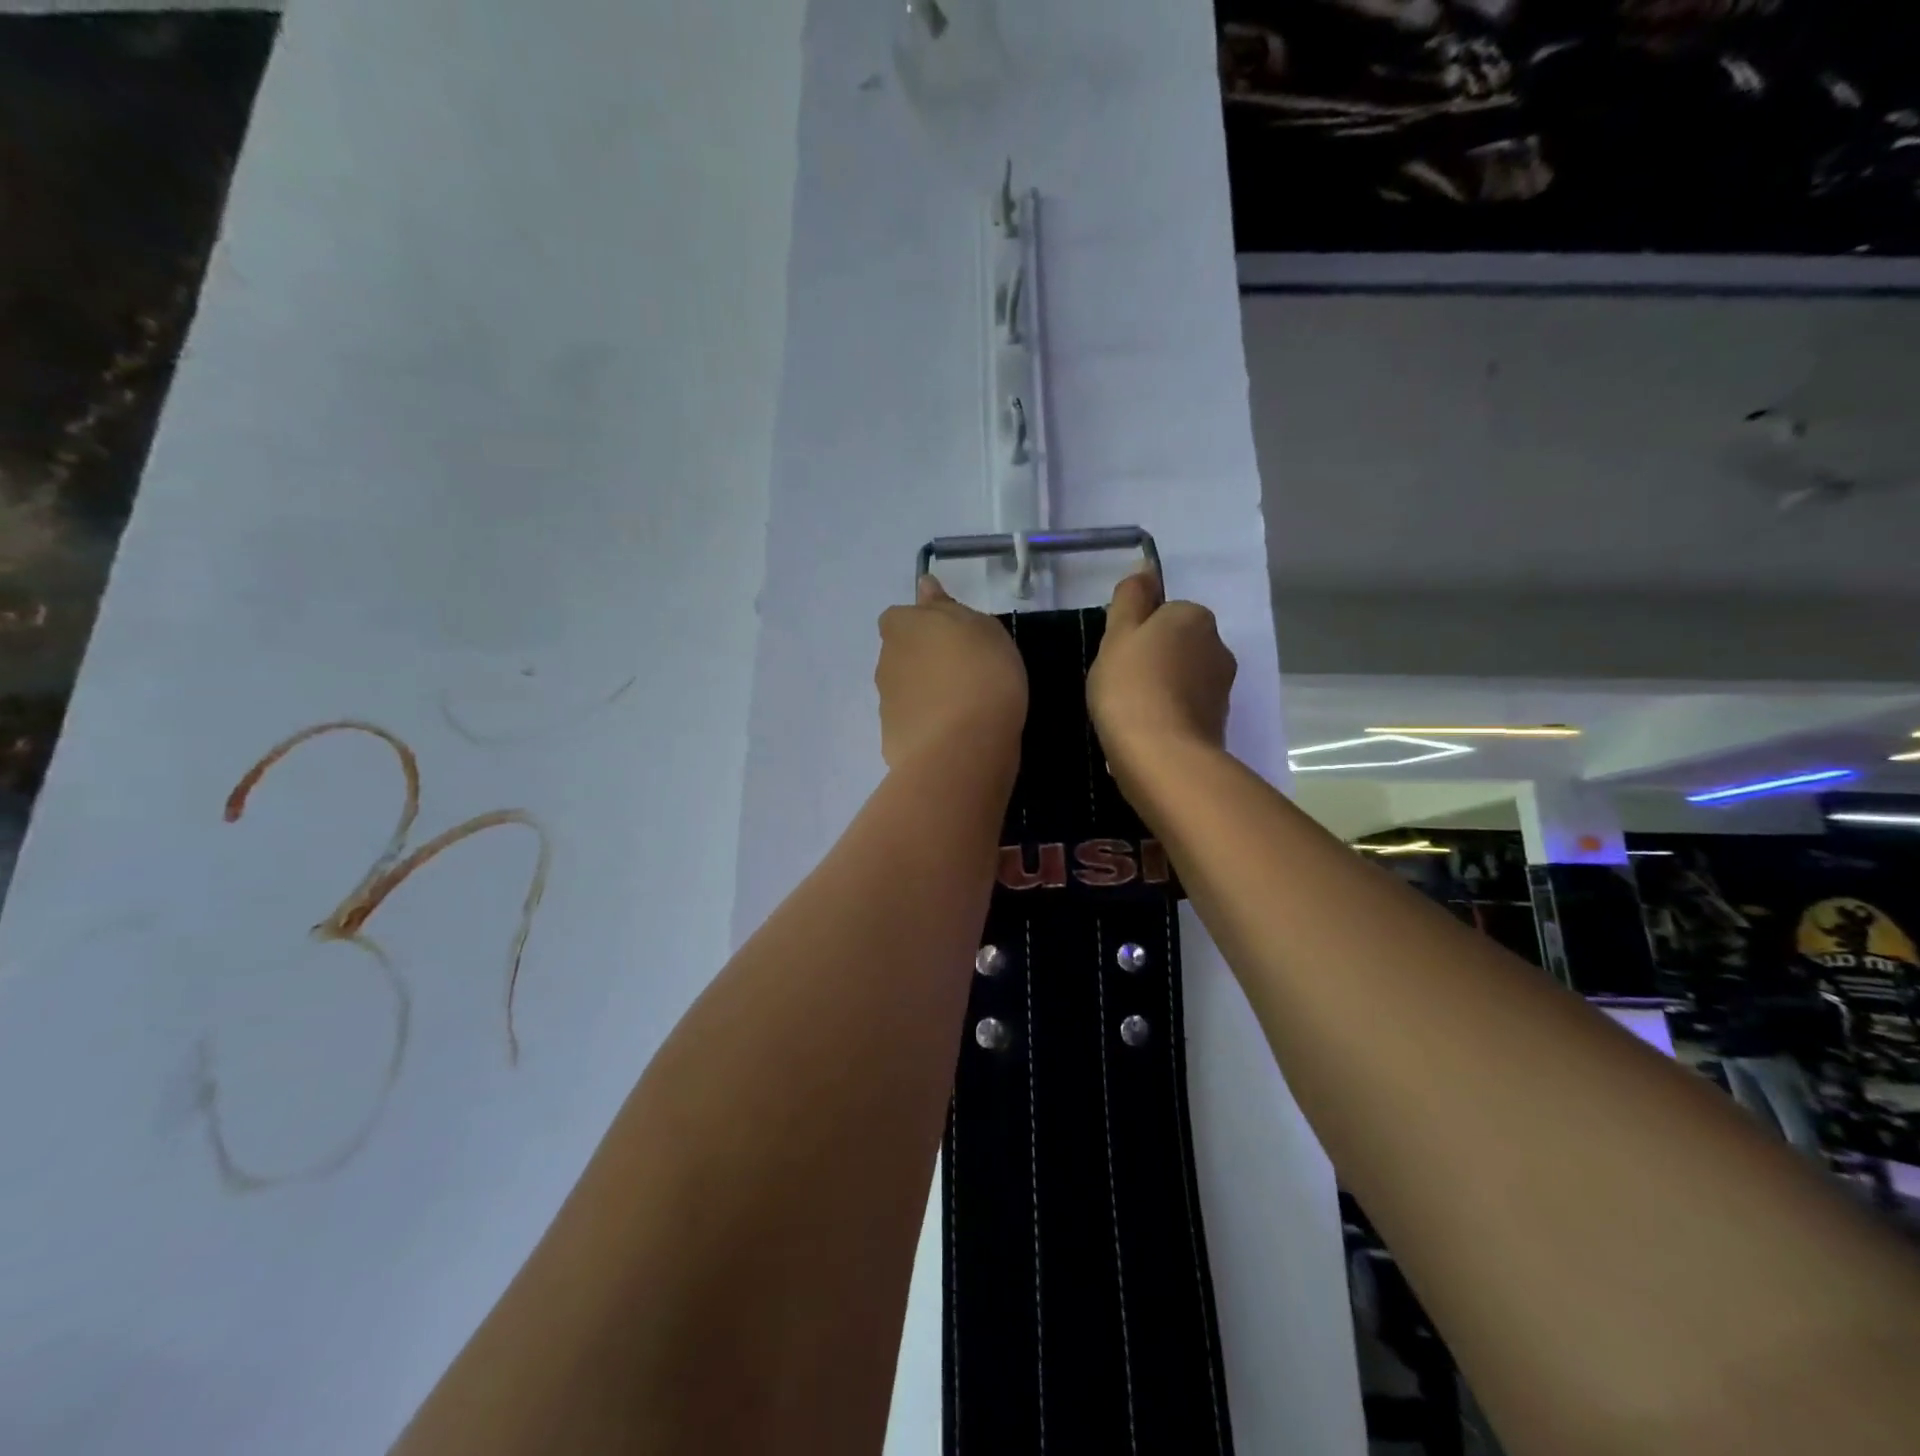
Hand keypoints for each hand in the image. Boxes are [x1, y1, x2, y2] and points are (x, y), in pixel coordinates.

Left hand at [876, 576, 1027, 770]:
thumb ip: (947, 607)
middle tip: (965, 674)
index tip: (955, 640)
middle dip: (924, 663)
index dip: (925, 627)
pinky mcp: (892, 741)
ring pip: (906, 692)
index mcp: (901, 627)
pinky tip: (954, 739)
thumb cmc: (982, 673)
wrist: (963, 746)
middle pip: (902, 656)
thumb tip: (924, 587)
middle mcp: (885, 662)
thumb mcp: (981, 627)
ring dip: (926, 696)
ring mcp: (886, 704)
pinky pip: (913, 727)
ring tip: (964, 711)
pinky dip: (928, 729)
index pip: (901, 618)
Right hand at [1088, 571, 1235, 780]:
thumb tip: (1146, 567)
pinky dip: (1167, 717)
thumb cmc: (1131, 686)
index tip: (1117, 657)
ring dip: (1160, 690)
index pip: (1163, 614)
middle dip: (1152, 661)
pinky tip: (1145, 735)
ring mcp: (1222, 688)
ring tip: (1129, 715)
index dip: (1136, 634)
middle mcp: (1218, 646)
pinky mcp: (1219, 723)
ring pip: (1182, 679)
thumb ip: (1131, 598)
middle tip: (1119, 685)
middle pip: (1177, 646)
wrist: (1162, 755)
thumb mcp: (1118, 634)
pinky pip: (1185, 710)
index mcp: (1194, 617)